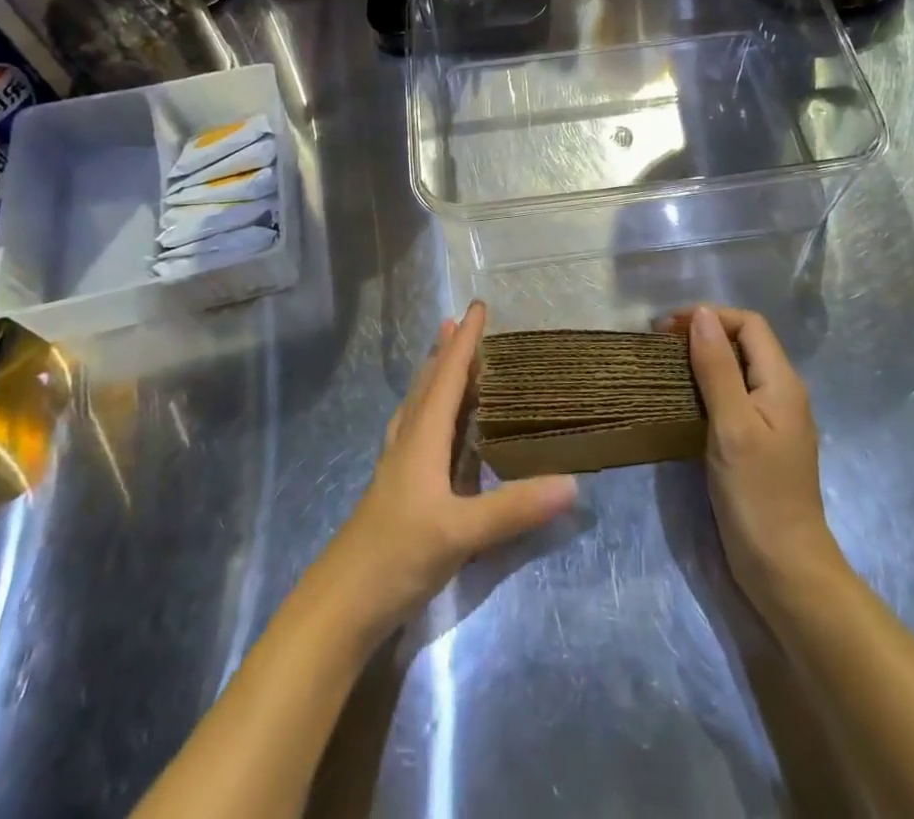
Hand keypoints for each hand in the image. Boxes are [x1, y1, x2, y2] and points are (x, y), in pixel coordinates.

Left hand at [319, 302, 577, 641]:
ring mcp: (398, 466)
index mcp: (422, 438)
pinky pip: (415, 431)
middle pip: (427, 384)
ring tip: (444, 360)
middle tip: (460, 323)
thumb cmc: (397, 555)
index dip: (464, 342)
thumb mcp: (460, 532)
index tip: (477, 308)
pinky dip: (429, 411)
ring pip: (417, 406)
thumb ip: (513, 508)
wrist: (341, 605)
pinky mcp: (396, 489)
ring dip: (433, 377)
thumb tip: (572, 481)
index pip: (446, 376)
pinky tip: (433, 428)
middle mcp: (408, 442)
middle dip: (445, 351)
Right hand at [666, 305, 840, 606]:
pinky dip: (707, 386)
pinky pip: (734, 397)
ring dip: (702, 359)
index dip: (710, 316)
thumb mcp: (732, 425)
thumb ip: (717, 368)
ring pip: (737, 369)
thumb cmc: (757, 493)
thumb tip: (701, 314)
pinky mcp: (759, 442)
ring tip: (665, 366)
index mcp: (782, 382)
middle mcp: (782, 393)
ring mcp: (772, 420)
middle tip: (659, 344)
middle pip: (744, 343)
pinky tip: (683, 400)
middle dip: (703, 333)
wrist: (784, 568)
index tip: (667, 328)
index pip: (749, 324)